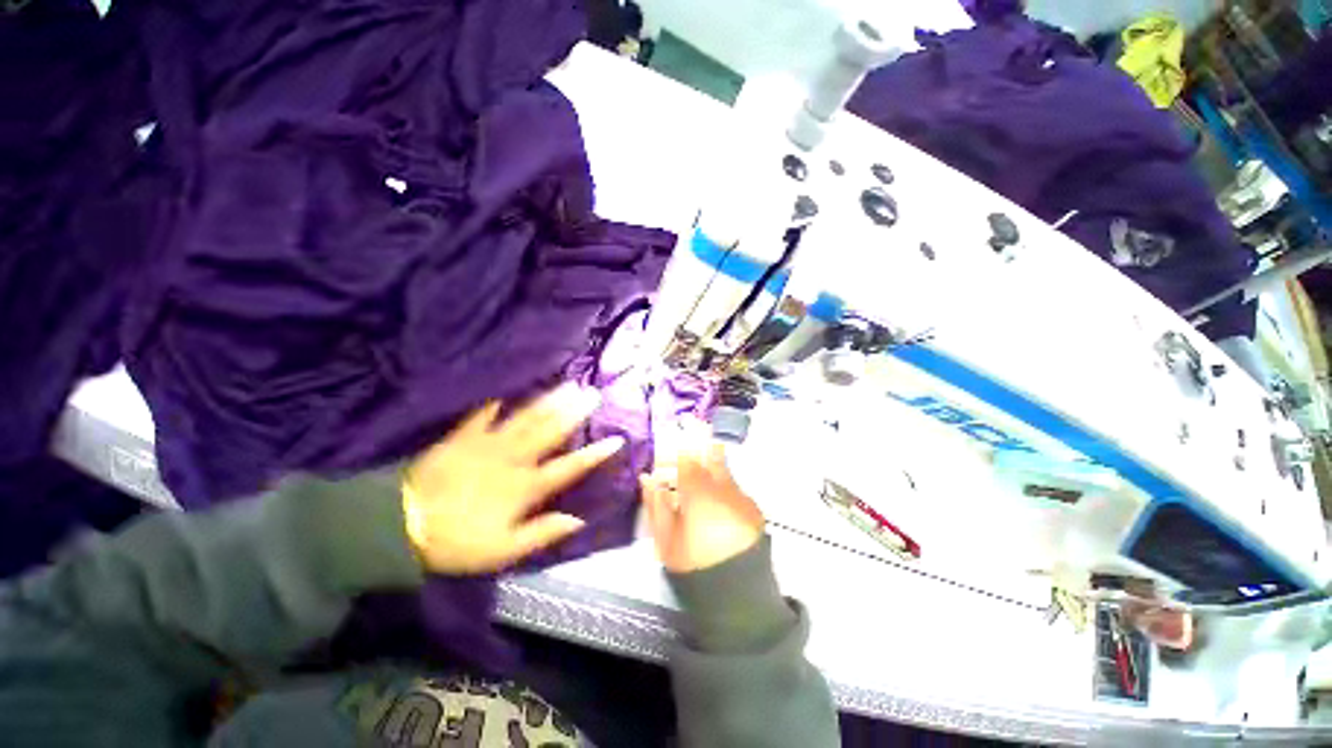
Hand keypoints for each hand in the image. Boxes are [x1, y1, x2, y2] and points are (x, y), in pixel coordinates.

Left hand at [403, 385, 623, 574]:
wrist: (401, 526)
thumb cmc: (457, 541)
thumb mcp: (503, 550)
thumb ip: (541, 532)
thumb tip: (578, 519)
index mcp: (525, 487)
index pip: (569, 468)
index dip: (594, 454)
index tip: (616, 439)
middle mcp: (513, 459)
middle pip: (551, 431)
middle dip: (575, 412)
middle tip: (594, 393)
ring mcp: (488, 444)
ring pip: (526, 418)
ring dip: (550, 400)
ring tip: (569, 384)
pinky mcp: (463, 437)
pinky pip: (482, 414)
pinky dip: (496, 401)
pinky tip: (508, 388)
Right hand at [639, 438, 764, 573]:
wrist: (736, 594)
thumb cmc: (693, 566)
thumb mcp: (665, 540)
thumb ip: (655, 504)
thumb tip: (647, 478)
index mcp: (700, 493)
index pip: (687, 457)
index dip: (675, 451)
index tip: (666, 452)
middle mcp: (725, 488)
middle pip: (711, 455)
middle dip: (697, 450)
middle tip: (684, 457)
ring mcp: (742, 497)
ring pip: (724, 470)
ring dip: (710, 470)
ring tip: (698, 487)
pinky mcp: (754, 509)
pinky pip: (735, 488)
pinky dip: (723, 489)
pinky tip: (716, 505)